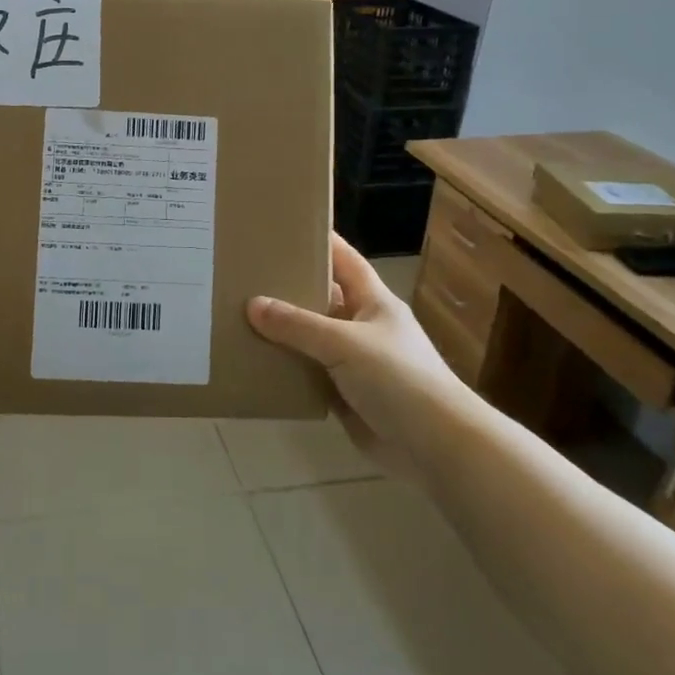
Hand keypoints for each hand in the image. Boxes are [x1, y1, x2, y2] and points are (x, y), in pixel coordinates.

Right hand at [248, 232, 459, 473]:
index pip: (344, 260)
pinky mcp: (345, 395)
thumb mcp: (344, 343)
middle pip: (322, 299)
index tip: (284, 227)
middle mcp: (363, 327)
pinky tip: (255, 362)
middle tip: (245, 275)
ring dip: (283, 333)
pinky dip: (287, 370)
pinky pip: (309, 375)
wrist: (435, 447)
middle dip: (289, 288)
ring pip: (311, 339)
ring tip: (238, 316)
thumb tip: (252, 304)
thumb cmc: (398, 379)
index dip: (320, 241)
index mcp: (374, 302)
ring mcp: (355, 363)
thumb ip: (297, 325)